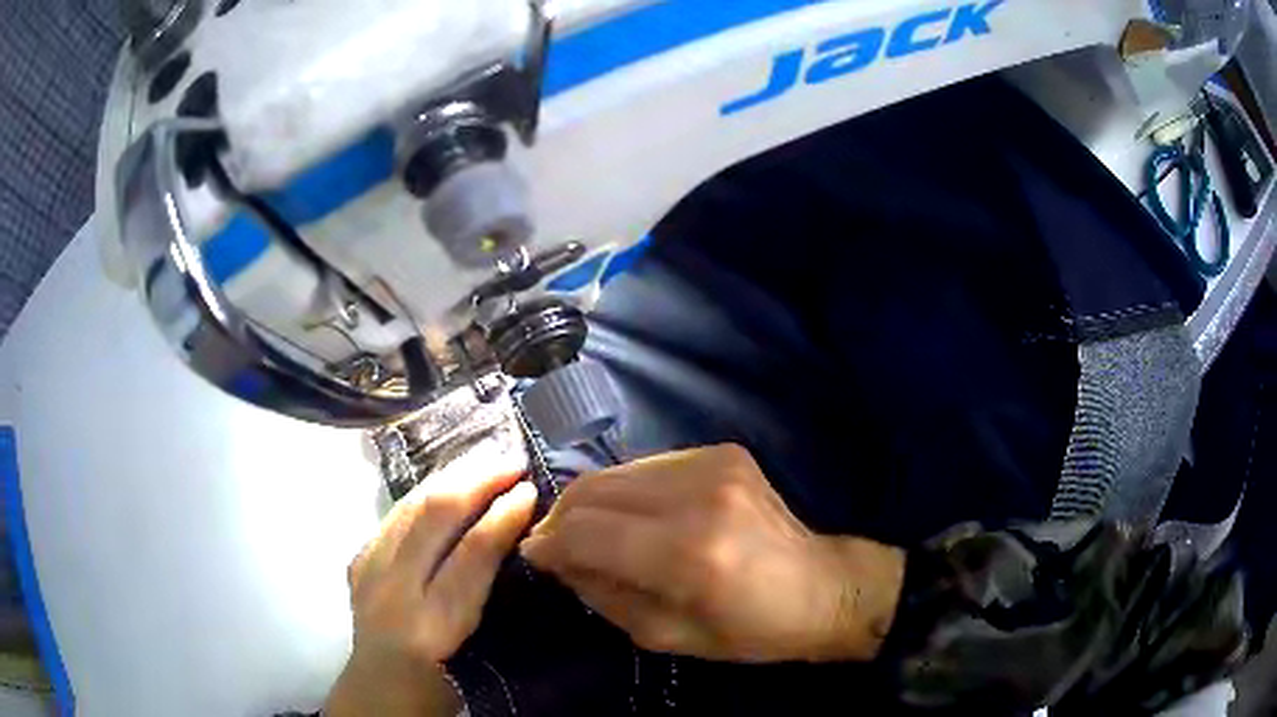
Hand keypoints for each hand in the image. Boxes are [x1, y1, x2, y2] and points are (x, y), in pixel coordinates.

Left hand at [326, 441, 537, 716]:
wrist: (379, 689)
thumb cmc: (441, 682)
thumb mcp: (477, 646)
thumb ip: (488, 593)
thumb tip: (513, 536)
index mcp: (432, 625)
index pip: (471, 556)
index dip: (502, 518)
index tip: (529, 491)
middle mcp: (393, 591)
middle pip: (433, 517)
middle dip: (477, 481)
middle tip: (511, 463)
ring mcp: (368, 570)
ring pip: (409, 504)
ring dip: (451, 477)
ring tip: (484, 462)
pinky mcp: (358, 559)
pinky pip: (395, 514)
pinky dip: (426, 492)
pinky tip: (447, 482)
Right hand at [521, 444, 904, 663]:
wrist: (820, 587)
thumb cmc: (749, 629)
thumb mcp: (665, 636)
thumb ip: (602, 594)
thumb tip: (558, 558)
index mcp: (688, 555)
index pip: (587, 532)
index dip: (549, 543)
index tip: (534, 555)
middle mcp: (699, 496)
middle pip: (595, 489)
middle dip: (561, 517)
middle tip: (555, 544)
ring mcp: (714, 464)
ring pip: (617, 472)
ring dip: (591, 502)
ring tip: (590, 532)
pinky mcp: (723, 451)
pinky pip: (649, 465)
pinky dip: (628, 490)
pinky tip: (634, 516)